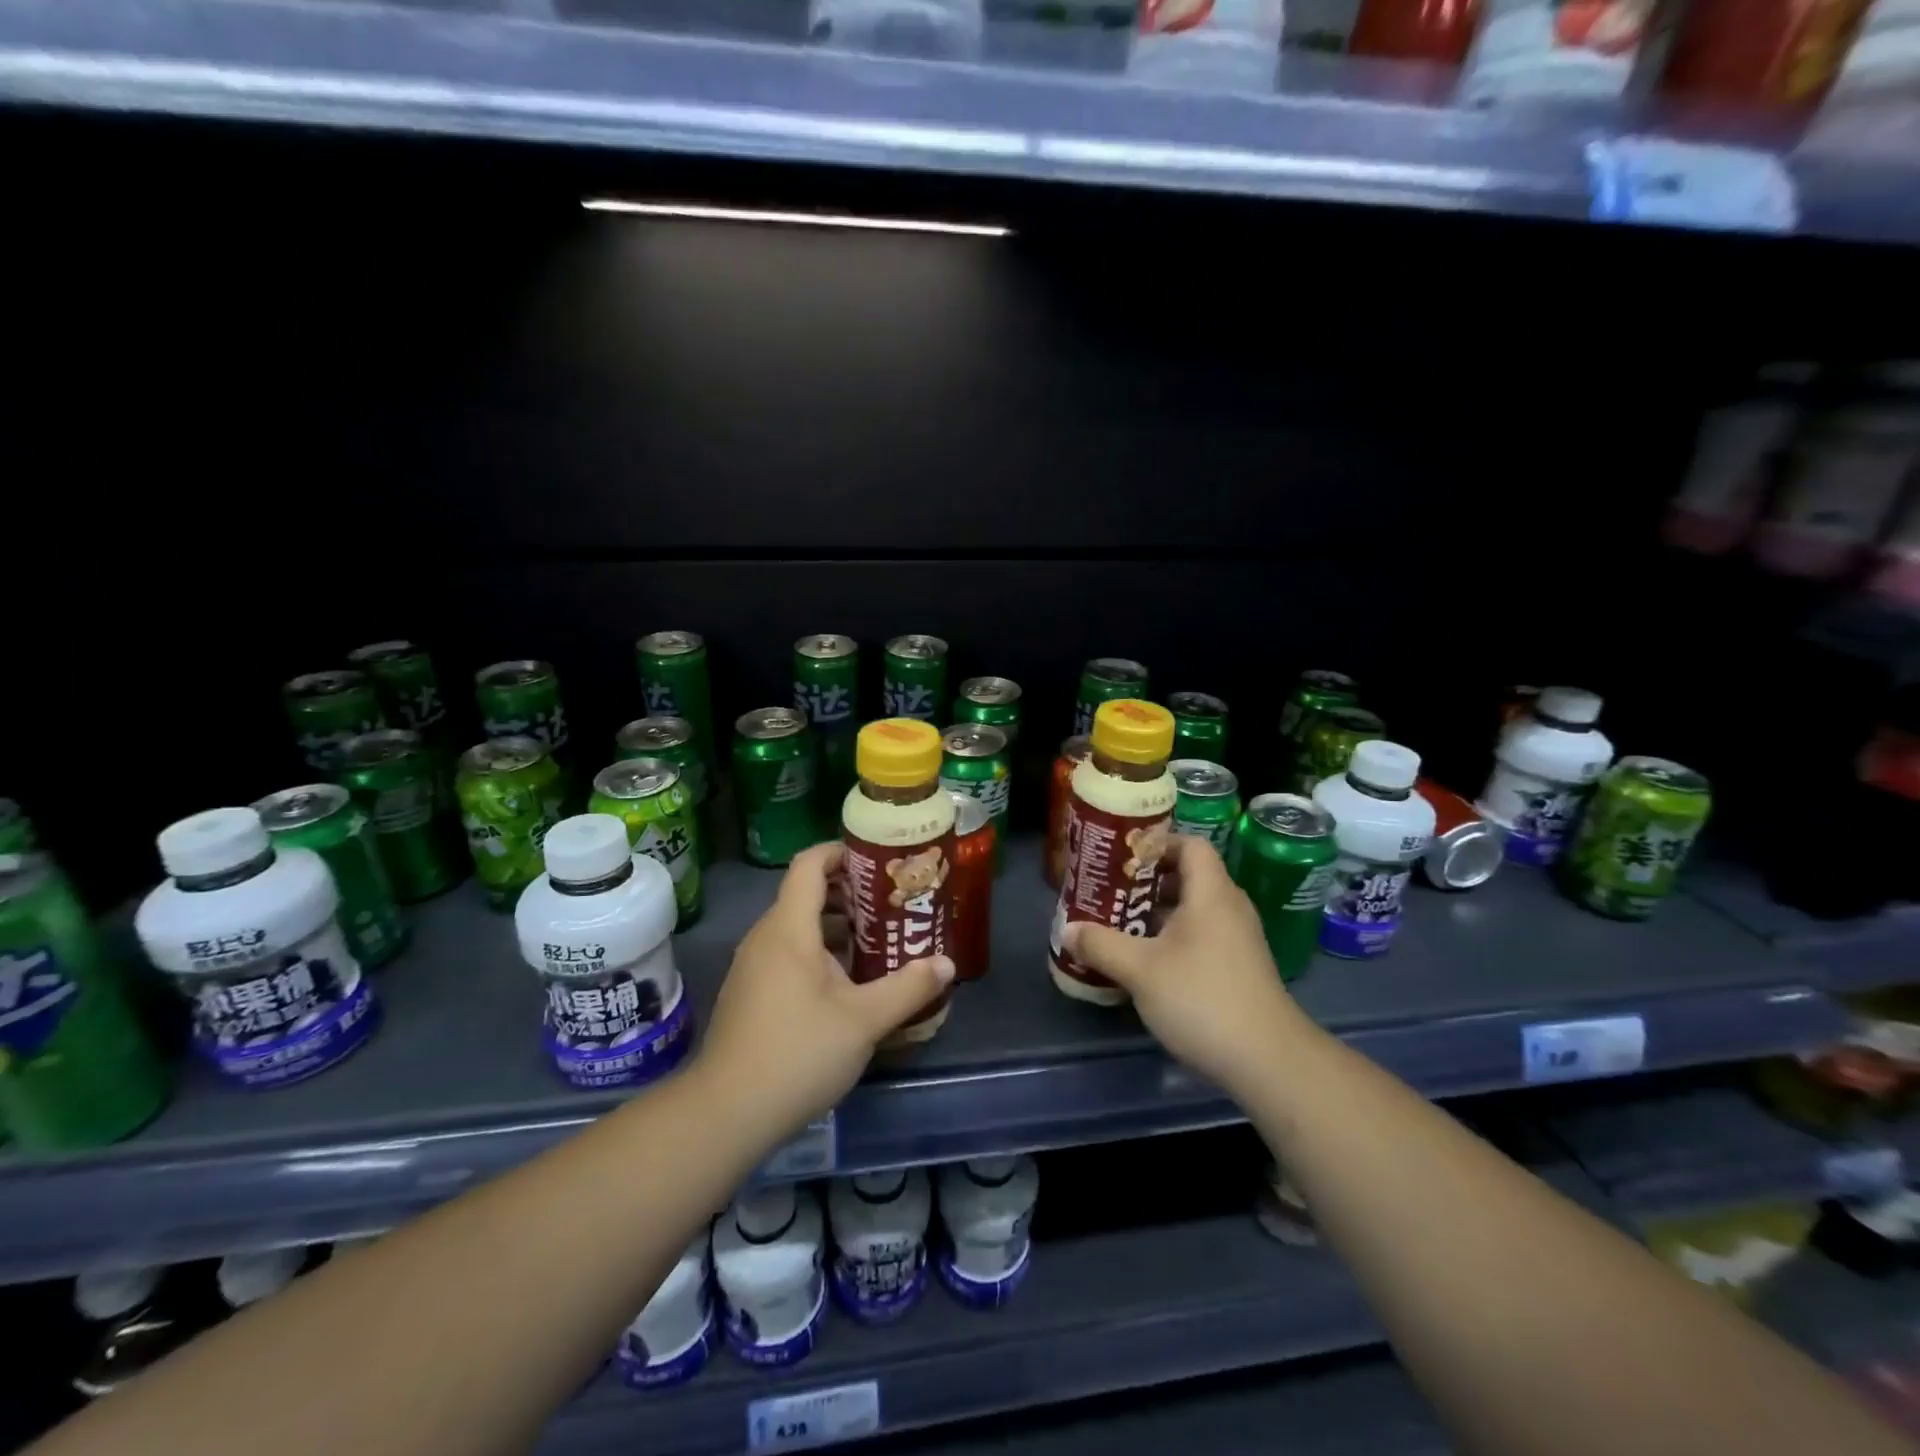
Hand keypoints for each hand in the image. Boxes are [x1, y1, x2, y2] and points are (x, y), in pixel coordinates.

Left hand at [696, 842, 954, 1149]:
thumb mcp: (864, 1020)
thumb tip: (946, 964)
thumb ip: (908, 988)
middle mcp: (766, 937)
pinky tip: (847, 983)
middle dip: (850, 893)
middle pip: (806, 894)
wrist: (726, 1113)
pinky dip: (818, 952)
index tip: (878, 861)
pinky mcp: (750, 993)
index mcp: (789, 928)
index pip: (810, 865)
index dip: (842, 852)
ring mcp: (753, 966)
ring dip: (837, 926)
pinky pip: (787, 954)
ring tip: (877, 941)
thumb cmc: (798, 1052)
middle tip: (892, 904)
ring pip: (798, 927)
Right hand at [1062, 836, 1312, 1095]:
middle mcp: (1229, 908)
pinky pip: (1202, 935)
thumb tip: (1067, 929)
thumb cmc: (1202, 998)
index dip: (1157, 843)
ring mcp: (1238, 940)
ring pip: (1194, 909)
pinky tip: (1146, 961)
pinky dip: (1174, 937)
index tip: (1123, 858)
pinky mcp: (1239, 968)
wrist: (1268, 1060)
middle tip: (1111, 890)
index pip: (1190, 845)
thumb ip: (1101, 945)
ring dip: (1158, 912)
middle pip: (1189, 876)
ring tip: (1120, 924)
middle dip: (1148, 881)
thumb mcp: (1140, 970)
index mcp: (1211, 893)